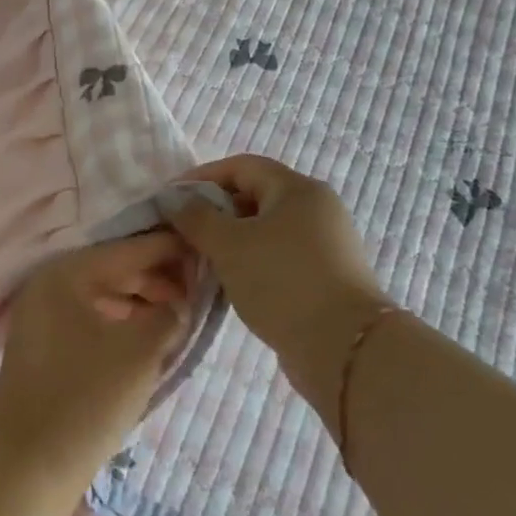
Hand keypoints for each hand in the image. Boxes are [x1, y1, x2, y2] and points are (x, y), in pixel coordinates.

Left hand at [0, 234, 194, 493]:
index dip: (168, 249)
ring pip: (102, 296)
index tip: (205, 248)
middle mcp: (47, 286)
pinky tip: (149, 336)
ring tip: (180, 316)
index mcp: (64, 274)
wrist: (28, 464)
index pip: (126, 250)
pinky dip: (121, 322)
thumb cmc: (86, 397)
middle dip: (157, 278)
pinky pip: (90, 319)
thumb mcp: (139, 351)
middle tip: (200, 290)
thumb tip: (181, 303)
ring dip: (141, 302)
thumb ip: (168, 315)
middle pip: (112, 270)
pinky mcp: (44, 346)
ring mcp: (41, 317)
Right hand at [166, 156, 391, 418]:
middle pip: (254, 195)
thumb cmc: (282, 281)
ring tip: (201, 259)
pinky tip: (230, 281)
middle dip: (214, 210)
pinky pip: (278, 255)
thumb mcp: (228, 245)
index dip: (201, 177)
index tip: (170, 200)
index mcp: (297, 189)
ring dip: (230, 239)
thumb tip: (177, 201)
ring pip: (265, 229)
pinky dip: (251, 261)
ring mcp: (325, 244)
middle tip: (183, 232)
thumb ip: (196, 217)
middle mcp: (316, 208)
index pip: (241, 166)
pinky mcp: (326, 276)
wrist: (344, 348)